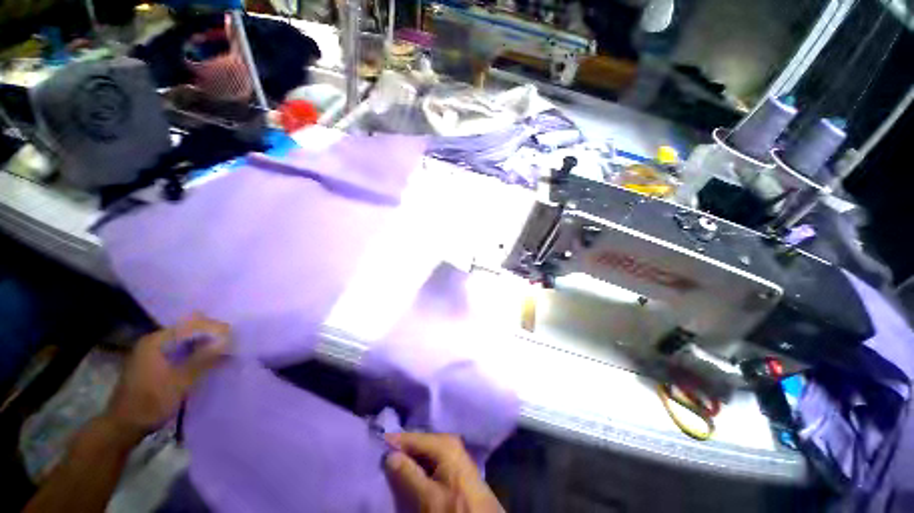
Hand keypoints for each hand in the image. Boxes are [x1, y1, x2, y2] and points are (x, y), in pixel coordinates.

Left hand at [103, 314, 230, 439]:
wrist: (124, 426)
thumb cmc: (150, 402)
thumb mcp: (179, 383)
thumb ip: (203, 360)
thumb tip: (227, 341)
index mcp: (156, 340)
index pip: (191, 325)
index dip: (214, 329)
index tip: (234, 337)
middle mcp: (154, 340)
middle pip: (188, 329)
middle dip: (211, 334)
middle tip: (231, 343)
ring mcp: (153, 351)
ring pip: (186, 339)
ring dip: (205, 343)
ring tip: (224, 350)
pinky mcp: (155, 362)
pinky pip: (181, 349)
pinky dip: (196, 352)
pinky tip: (207, 359)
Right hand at [383, 432, 503, 512]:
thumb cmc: (456, 509)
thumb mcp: (429, 498)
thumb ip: (408, 474)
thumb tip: (389, 454)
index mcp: (444, 443)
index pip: (412, 437)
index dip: (393, 442)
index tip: (374, 444)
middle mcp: (449, 441)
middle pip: (418, 442)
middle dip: (401, 449)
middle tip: (381, 455)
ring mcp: (453, 453)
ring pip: (424, 452)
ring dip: (409, 458)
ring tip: (391, 464)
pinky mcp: (454, 466)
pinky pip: (431, 460)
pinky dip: (419, 466)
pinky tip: (410, 473)